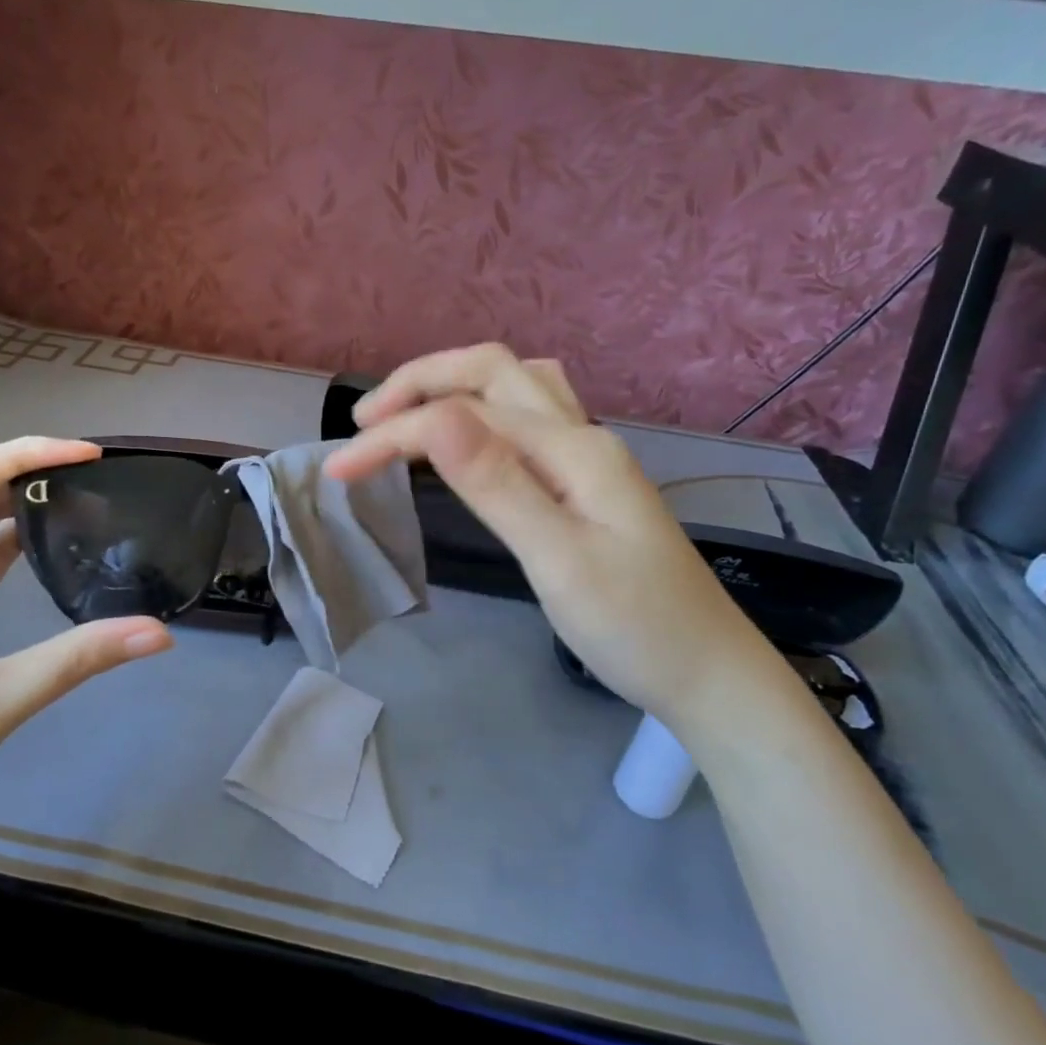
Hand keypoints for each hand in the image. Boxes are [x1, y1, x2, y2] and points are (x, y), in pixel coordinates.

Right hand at [327, 346, 778, 726]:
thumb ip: (496, 483)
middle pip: (492, 371)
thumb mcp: (558, 559)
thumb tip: (436, 415)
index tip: (337, 470)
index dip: (393, 434)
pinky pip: (526, 419)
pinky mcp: (586, 482)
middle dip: (420, 382)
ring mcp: (588, 456)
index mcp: (571, 450)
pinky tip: (467, 438)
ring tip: (406, 416)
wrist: (708, 673)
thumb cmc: (633, 628)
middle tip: (364, 421)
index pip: (461, 417)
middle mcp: (580, 436)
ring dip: (454, 385)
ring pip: (515, 386)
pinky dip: (481, 410)